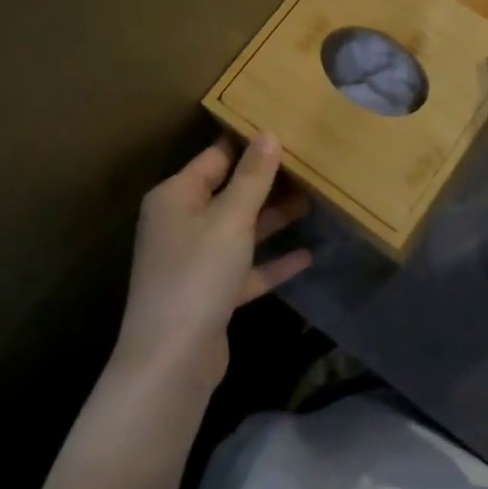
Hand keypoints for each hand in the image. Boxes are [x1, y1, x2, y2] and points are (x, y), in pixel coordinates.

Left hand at [114, 135, 311, 390]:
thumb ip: (253, 176)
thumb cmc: (198, 273)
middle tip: (310, 163)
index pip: (216, 155)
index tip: (286, 127)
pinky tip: (307, 255)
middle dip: (268, 180)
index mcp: (176, 195)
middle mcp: (182, 222)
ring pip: (240, 228)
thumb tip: (268, 133)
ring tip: (315, 200)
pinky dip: (272, 261)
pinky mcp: (211, 293)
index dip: (250, 142)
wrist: (172, 360)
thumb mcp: (231, 217)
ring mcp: (195, 260)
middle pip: (230, 191)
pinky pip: (246, 267)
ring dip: (274, 218)